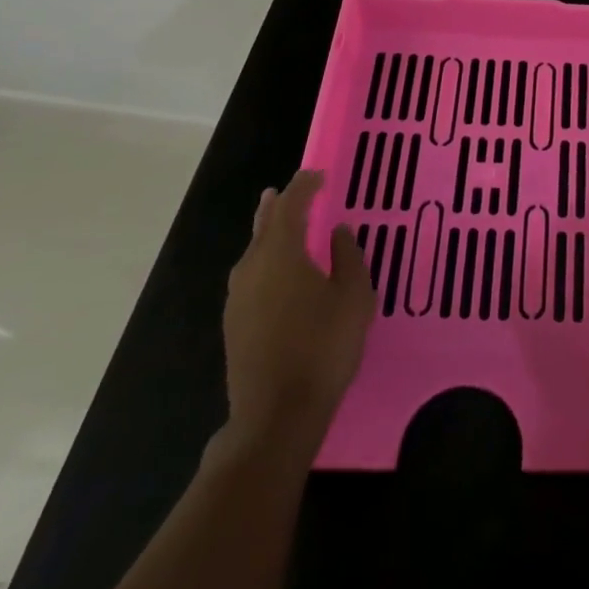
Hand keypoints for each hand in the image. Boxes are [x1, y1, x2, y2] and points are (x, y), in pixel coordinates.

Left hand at [221, 171, 375, 447]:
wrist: (276, 414)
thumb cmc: (323, 346)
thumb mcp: (354, 297)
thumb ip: (348, 257)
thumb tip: (338, 232)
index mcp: (281, 253)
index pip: (291, 206)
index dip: (304, 187)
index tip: (318, 175)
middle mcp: (252, 268)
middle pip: (264, 226)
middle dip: (277, 206)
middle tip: (286, 190)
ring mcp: (238, 297)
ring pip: (253, 252)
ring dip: (268, 233)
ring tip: (278, 222)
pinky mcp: (234, 323)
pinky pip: (251, 275)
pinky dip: (264, 260)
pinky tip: (276, 272)